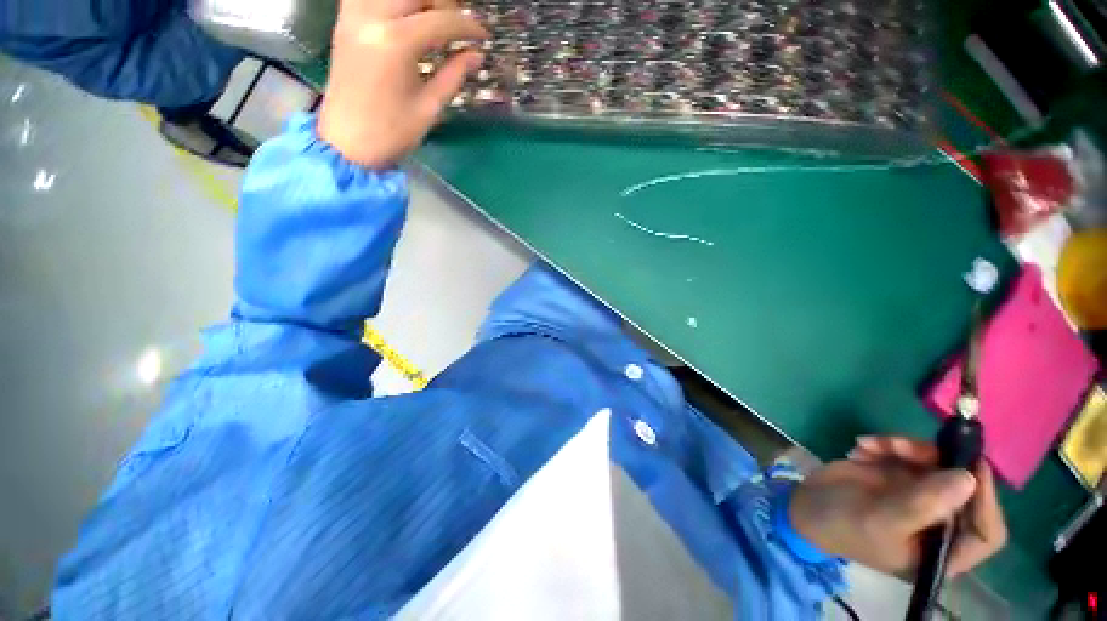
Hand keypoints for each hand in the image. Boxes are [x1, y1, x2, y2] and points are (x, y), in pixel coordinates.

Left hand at [318, 0, 488, 167]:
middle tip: (458, 25)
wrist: (346, 143)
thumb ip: (453, 75)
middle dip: (444, 4)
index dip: (467, 26)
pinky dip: (392, 3)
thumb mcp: (429, 108)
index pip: (441, 20)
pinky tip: (404, 17)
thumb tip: (475, 55)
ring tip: (433, 18)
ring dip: (418, 0)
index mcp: (395, 43)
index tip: (483, 36)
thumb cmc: (391, 133)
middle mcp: (371, 17)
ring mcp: (353, 16)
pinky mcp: (343, 21)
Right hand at [789, 436, 1006, 577]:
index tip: (969, 466)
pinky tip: (861, 447)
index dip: (986, 501)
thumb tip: (969, 478)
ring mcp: (922, 496)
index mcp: (942, 550)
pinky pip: (911, 453)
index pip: (986, 531)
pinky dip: (887, 445)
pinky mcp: (903, 475)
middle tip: (900, 445)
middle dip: (933, 461)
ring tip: (869, 445)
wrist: (807, 505)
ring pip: (936, 463)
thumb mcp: (880, 519)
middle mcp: (940, 522)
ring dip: (904, 448)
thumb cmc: (844, 525)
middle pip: (961, 487)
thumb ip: (923, 503)